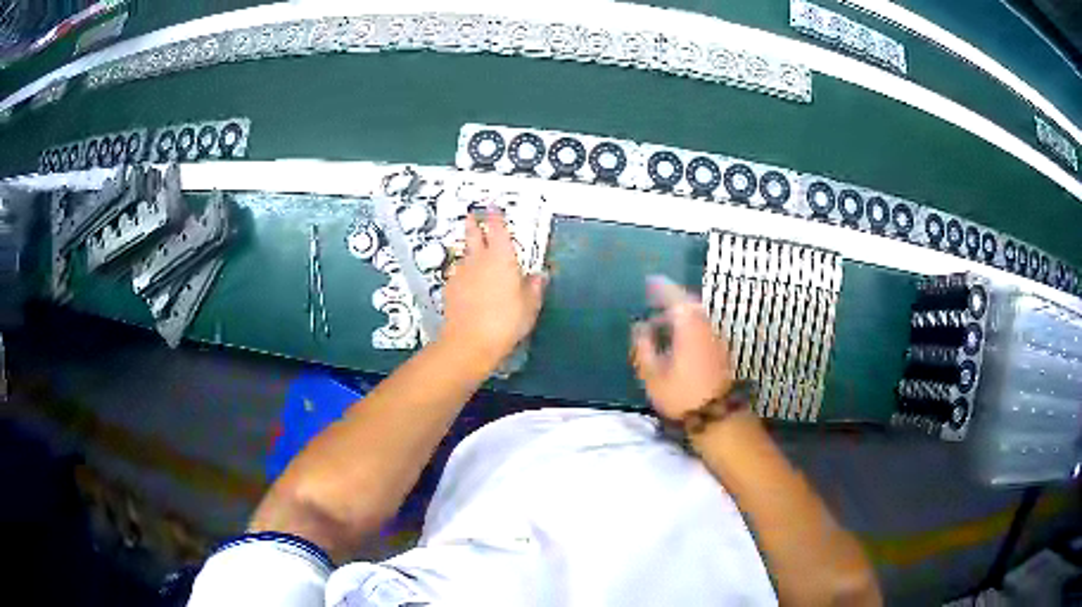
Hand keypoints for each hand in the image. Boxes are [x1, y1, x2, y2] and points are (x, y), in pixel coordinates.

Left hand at [440, 209, 546, 368]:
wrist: (470, 341)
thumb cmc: (504, 322)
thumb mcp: (530, 305)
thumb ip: (534, 287)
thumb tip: (538, 277)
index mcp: (502, 258)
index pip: (497, 228)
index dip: (495, 215)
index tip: (493, 207)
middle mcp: (479, 260)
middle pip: (473, 234)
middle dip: (473, 223)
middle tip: (472, 216)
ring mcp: (462, 273)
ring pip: (464, 253)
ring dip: (468, 249)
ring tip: (472, 250)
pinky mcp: (451, 289)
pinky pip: (457, 273)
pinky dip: (463, 272)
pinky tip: (467, 281)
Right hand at [630, 276, 733, 421]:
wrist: (716, 416)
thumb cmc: (681, 395)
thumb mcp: (653, 374)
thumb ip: (644, 347)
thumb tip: (640, 327)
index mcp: (688, 327)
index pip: (674, 298)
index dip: (661, 288)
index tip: (649, 281)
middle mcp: (705, 326)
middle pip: (689, 304)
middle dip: (671, 299)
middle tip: (654, 300)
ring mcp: (715, 338)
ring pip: (697, 316)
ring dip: (680, 314)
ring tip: (661, 322)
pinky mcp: (720, 350)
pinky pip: (702, 327)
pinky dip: (688, 324)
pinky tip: (677, 338)